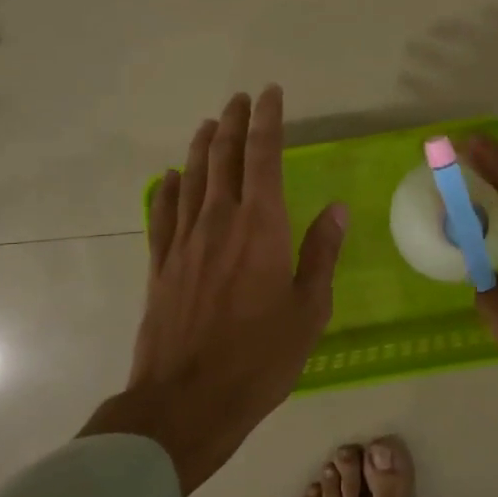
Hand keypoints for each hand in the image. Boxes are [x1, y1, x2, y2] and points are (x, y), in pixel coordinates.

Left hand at [80, 86, 348, 493]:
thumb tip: (336, 209)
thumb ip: (320, 255)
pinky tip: (171, 177)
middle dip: (234, 123)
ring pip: (193, 178)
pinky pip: (163, 213)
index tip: (270, 95)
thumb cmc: (260, 359)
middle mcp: (219, 222)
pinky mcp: (160, 265)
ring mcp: (184, 242)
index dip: (268, 122)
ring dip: (202, 146)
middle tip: (240, 99)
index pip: (264, 158)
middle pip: (224, 158)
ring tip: (210, 124)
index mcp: (261, 228)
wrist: (186, 401)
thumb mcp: (308, 311)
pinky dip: (169, 188)